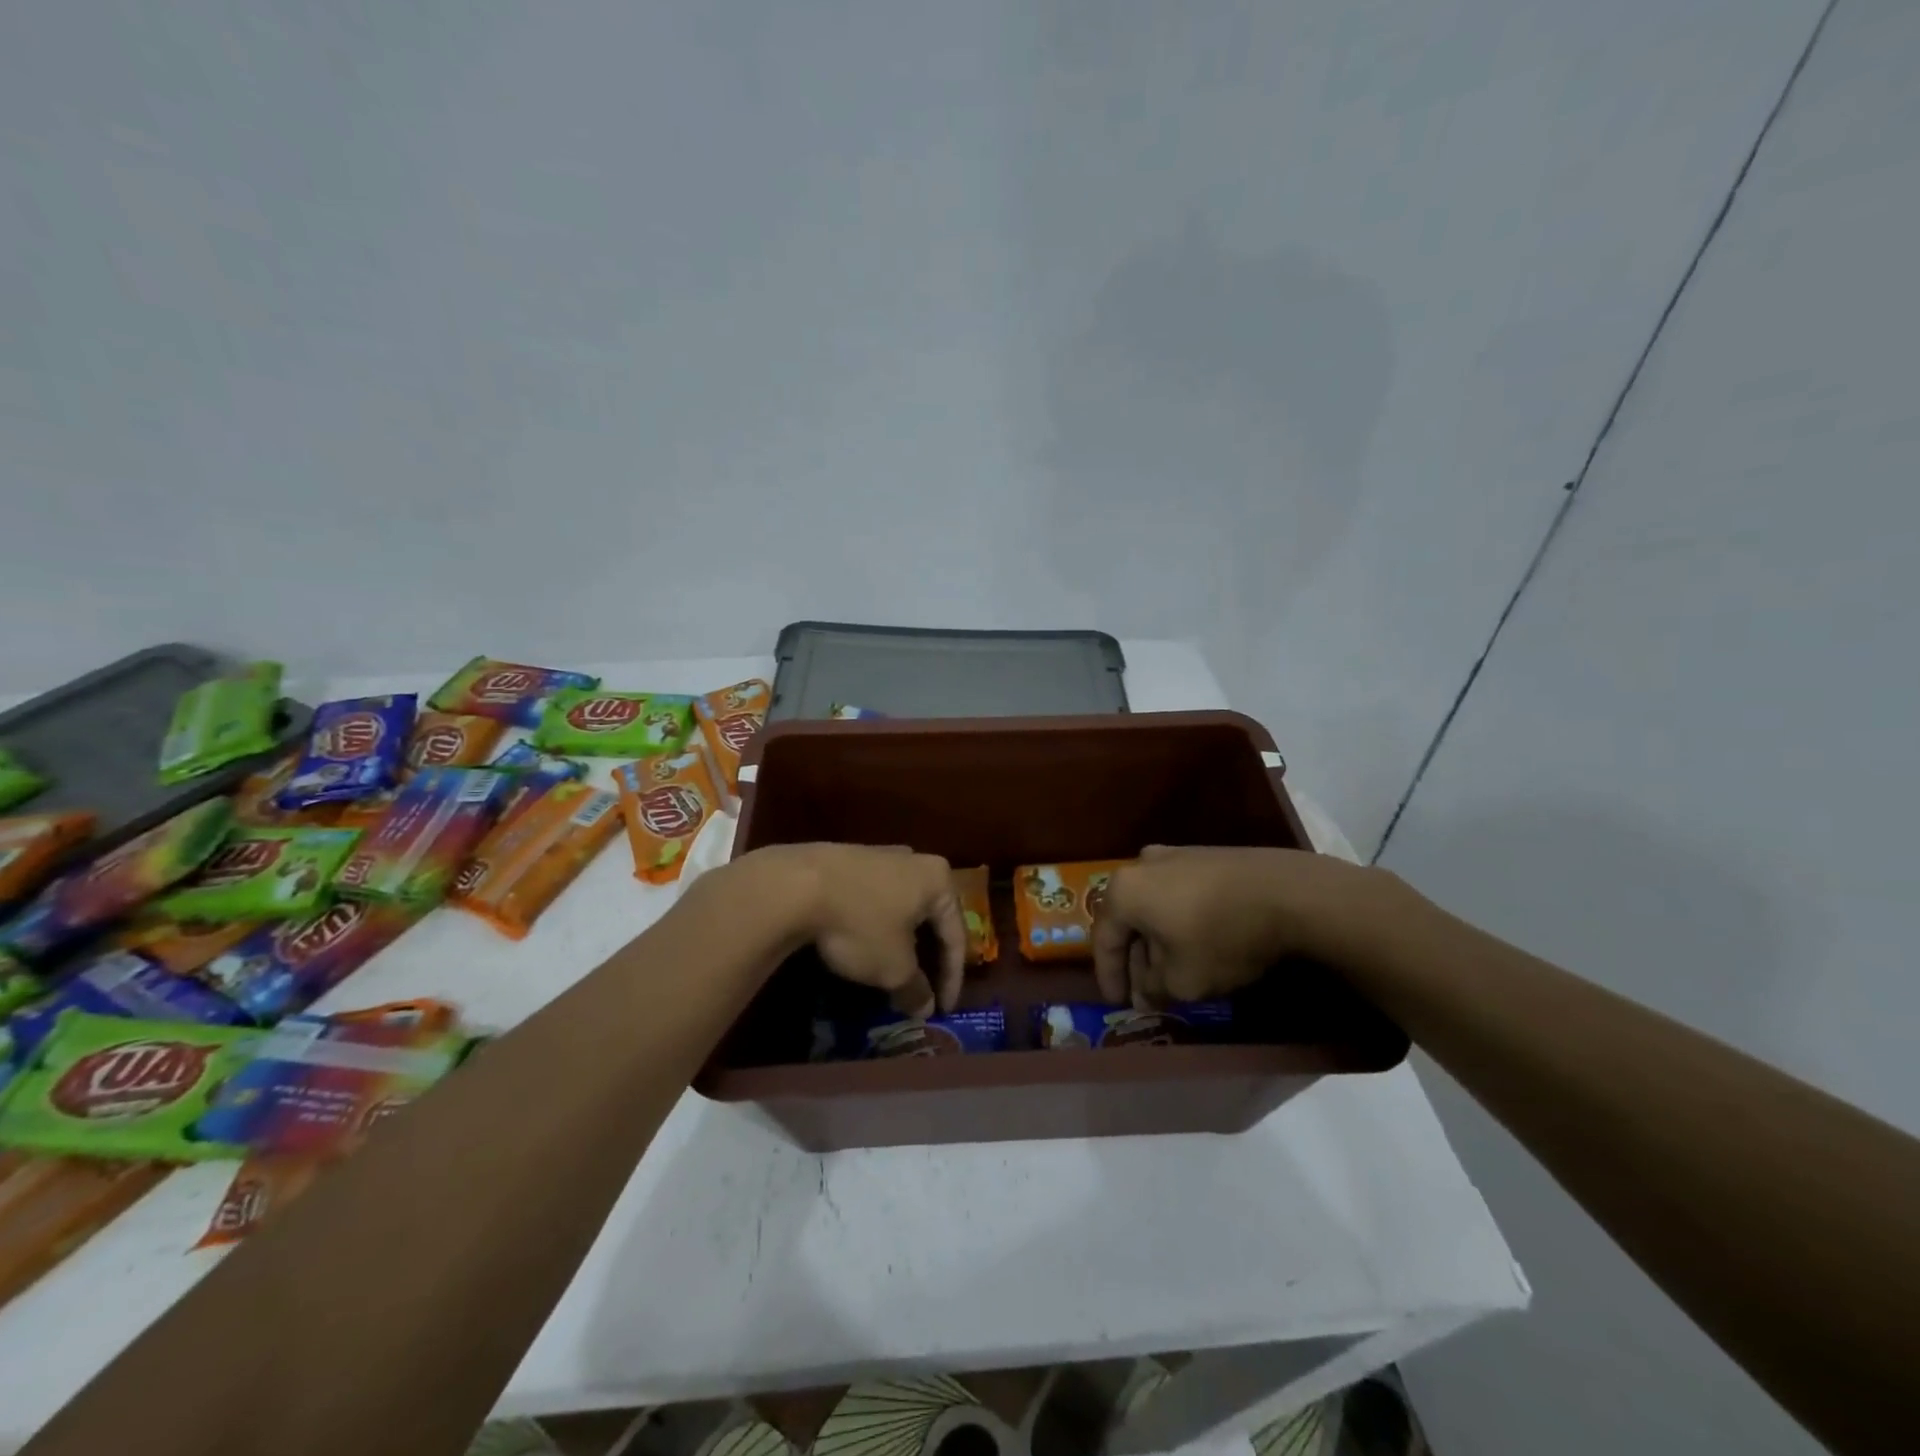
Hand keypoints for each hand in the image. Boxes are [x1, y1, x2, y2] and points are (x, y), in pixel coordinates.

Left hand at [736, 843, 966, 1017]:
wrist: (795, 885)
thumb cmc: (861, 923)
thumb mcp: (893, 967)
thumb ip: (915, 989)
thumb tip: (925, 1007)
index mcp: (938, 880)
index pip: (956, 935)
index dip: (952, 977)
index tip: (943, 1009)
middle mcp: (914, 860)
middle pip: (929, 917)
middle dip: (926, 956)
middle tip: (922, 987)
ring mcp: (879, 855)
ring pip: (899, 906)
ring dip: (898, 940)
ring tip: (890, 969)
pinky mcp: (847, 860)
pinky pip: (872, 899)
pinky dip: (873, 925)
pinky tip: (860, 944)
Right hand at [1092, 845, 1396, 1006]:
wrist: (1290, 893)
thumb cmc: (1221, 937)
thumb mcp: (1182, 980)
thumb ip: (1153, 988)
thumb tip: (1145, 991)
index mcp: (1124, 891)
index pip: (1103, 939)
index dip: (1109, 975)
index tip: (1117, 1002)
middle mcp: (1143, 865)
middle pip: (1129, 919)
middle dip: (1136, 958)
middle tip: (1147, 989)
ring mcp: (1177, 855)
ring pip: (1155, 905)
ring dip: (1159, 939)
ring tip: (1175, 969)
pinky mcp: (1209, 856)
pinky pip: (1180, 894)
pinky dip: (1181, 921)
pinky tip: (1200, 943)